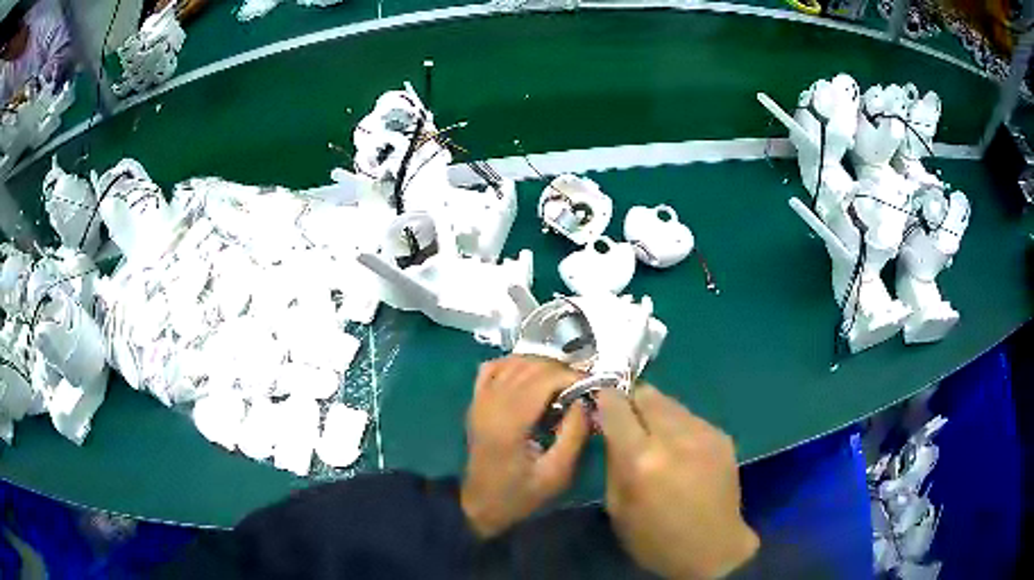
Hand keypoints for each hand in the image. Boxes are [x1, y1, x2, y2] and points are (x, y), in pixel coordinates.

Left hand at [461, 356, 589, 537]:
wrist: (480, 506)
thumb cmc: (520, 495)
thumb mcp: (556, 474)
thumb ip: (574, 435)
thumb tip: (585, 401)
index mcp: (509, 422)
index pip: (543, 378)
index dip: (572, 376)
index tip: (593, 386)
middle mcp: (491, 403)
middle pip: (530, 366)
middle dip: (561, 370)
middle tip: (582, 386)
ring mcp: (480, 400)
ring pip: (512, 362)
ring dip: (541, 365)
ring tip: (562, 383)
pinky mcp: (475, 402)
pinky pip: (493, 367)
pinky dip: (514, 364)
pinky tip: (530, 377)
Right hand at [597, 386, 758, 578]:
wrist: (713, 549)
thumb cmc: (655, 539)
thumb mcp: (617, 508)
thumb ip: (613, 462)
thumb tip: (611, 431)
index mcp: (641, 459)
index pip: (616, 406)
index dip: (605, 398)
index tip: (600, 401)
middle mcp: (674, 438)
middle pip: (647, 394)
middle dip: (632, 401)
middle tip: (628, 419)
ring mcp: (703, 433)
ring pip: (671, 403)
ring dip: (656, 413)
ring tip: (656, 436)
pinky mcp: (722, 436)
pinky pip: (691, 418)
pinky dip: (679, 426)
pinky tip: (681, 450)